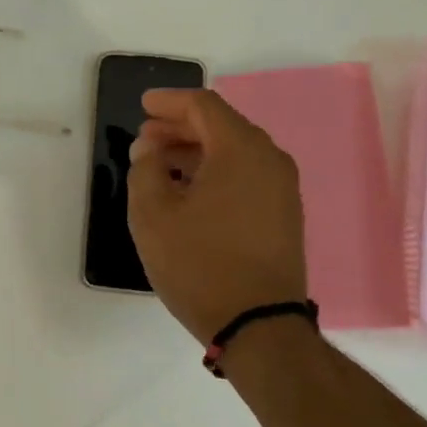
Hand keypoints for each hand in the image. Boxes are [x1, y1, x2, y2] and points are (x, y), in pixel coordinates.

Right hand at [126, 88, 307, 342]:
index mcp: (241, 150)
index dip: (169, 101)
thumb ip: (145, 170)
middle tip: (145, 138)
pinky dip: (215, 172)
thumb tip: (150, 150)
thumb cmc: (199, 264)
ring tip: (160, 165)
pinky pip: (246, 176)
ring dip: (195, 151)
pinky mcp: (284, 215)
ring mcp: (282, 189)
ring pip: (234, 152)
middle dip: (180, 127)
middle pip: (221, 126)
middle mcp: (269, 160)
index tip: (143, 105)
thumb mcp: (153, 214)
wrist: (259, 326)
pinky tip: (188, 191)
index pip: (204, 106)